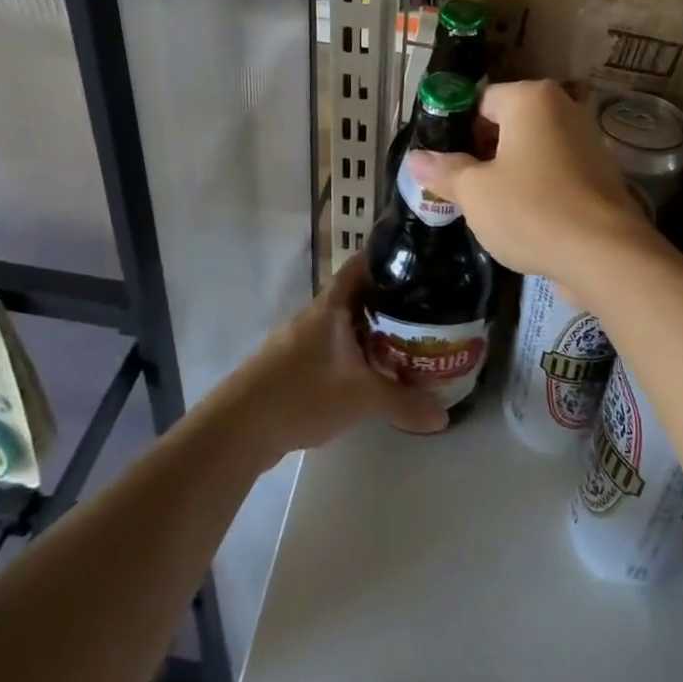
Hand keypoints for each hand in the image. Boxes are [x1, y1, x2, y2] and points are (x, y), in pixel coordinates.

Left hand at [227, 255, 447, 459]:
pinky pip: (333, 345)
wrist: (237, 428)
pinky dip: (355, 350)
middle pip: (358, 293)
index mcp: (332, 305)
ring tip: (408, 335)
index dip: (387, 254)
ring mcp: (301, 339)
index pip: (362, 264)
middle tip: (427, 300)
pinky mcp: (292, 363)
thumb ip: (404, 403)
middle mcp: (317, 314)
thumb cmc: (301, 393)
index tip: (418, 254)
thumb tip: (444, 417)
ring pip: (345, 322)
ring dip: (372, 326)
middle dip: (389, 296)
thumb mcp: (360, 398)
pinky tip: (371, 369)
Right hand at [406, 80, 653, 284]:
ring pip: (530, 151)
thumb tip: (415, 159)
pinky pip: (553, 173)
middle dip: (481, 154)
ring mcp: (586, 142)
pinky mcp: (599, 175)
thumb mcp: (475, 192)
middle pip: (507, 125)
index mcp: (532, 99)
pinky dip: (535, 189)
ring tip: (486, 209)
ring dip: (507, 174)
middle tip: (459, 189)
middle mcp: (563, 109)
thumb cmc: (532, 210)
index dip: (456, 131)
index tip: (441, 164)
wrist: (605, 255)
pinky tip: (520, 221)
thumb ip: (444, 171)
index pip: (480, 102)